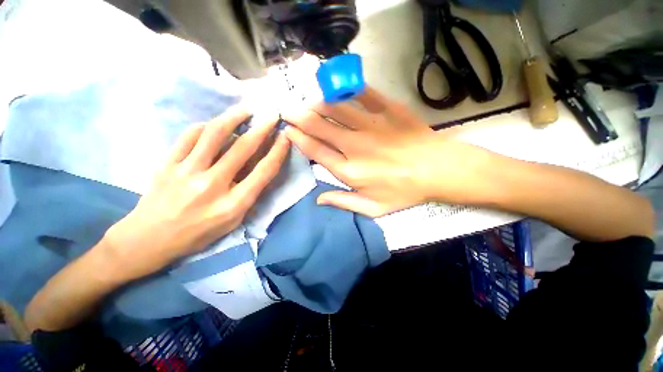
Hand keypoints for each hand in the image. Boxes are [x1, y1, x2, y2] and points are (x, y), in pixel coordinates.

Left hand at [104, 108, 289, 280]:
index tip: (286, 138)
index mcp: (233, 204)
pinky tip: (214, 124)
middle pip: (243, 149)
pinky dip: (205, 127)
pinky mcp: (167, 163)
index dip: (278, 152)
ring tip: (246, 110)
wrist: (148, 239)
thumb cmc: (198, 234)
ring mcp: (186, 172)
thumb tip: (259, 168)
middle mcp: (212, 185)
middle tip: (272, 115)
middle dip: (262, 129)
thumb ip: (249, 195)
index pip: (263, 172)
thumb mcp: (233, 221)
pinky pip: (189, 137)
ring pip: (214, 135)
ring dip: (234, 118)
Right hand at [283, 87, 493, 217]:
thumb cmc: (405, 192)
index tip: (288, 131)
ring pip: (335, 108)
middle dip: (299, 117)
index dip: (298, 139)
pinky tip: (336, 87)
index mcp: (350, 171)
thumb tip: (318, 199)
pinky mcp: (388, 110)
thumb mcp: (373, 208)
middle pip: (319, 126)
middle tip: (288, 111)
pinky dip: (345, 89)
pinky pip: (362, 94)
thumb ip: (344, 202)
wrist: (438, 170)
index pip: (315, 151)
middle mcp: (355, 146)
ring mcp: (371, 125)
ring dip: (317, 103)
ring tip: (308, 102)